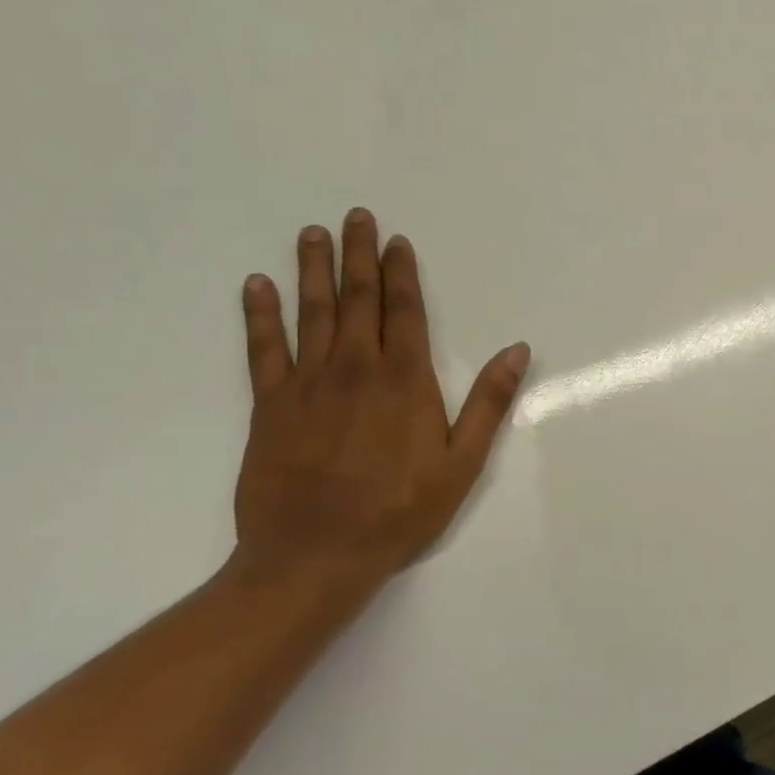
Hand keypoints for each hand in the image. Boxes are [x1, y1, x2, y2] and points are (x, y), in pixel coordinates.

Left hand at [231, 207, 529, 594]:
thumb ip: (488, 402)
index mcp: (405, 381)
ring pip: (312, 314)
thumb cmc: (400, 511)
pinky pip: (263, 350)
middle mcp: (356, 370)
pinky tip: (256, 286)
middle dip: (358, 257)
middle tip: (354, 218)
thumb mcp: (463, 462)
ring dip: (312, 271)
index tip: (397, 241)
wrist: (315, 556)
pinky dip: (259, 316)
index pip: (405, 312)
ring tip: (311, 235)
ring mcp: (308, 385)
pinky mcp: (270, 407)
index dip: (402, 273)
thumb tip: (517, 350)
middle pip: (358, 301)